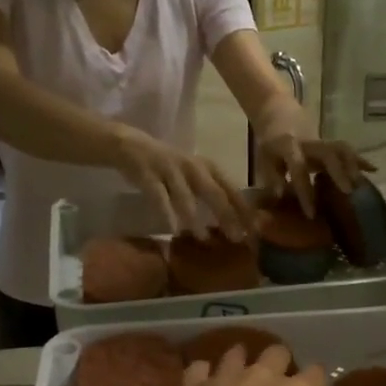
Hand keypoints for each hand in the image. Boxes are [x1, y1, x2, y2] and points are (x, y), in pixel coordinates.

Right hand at [110, 125, 253, 238]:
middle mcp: (193, 167)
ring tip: (204, 239)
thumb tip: (236, 223)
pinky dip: (167, 214)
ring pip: (187, 196)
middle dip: (227, 216)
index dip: (245, 210)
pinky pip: (160, 197)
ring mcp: (170, 170)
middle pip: (215, 193)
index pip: (232, 190)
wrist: (131, 146)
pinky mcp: (148, 175)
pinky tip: (173, 230)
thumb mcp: (196, 175)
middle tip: (237, 238)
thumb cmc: (170, 167)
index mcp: (209, 167)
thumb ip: (213, 193)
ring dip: (196, 218)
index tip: (255, 231)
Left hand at [138, 344, 327, 385]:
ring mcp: (225, 378)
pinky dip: (203, 375)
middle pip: (277, 352)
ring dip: (240, 362)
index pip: (317, 374)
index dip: (317, 384)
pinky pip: (199, 368)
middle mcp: (264, 376)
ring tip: (239, 379)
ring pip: (237, 353)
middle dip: (280, 363)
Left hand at [256, 130, 373, 215]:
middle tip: (347, 192)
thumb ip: (272, 178)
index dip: (305, 191)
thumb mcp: (264, 159)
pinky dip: (360, 159)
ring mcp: (322, 140)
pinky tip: (374, 170)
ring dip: (353, 165)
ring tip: (361, 184)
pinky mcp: (331, 142)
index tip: (311, 213)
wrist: (278, 113)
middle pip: (328, 153)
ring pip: (341, 148)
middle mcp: (309, 142)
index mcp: (288, 146)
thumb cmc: (269, 143)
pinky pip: (347, 150)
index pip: (298, 169)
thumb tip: (279, 198)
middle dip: (339, 172)